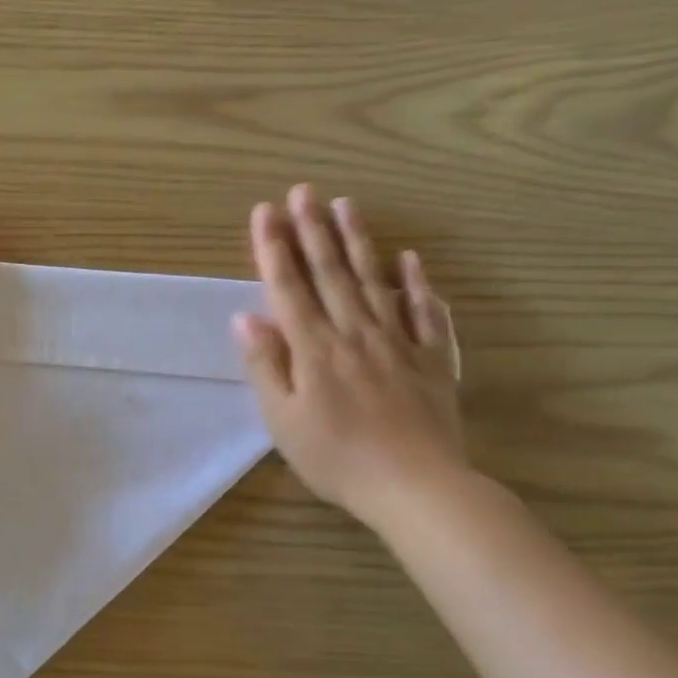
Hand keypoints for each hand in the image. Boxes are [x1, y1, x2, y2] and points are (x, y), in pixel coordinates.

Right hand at [233, 184, 465, 527]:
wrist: (415, 487)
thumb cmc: (336, 458)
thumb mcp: (282, 419)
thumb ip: (266, 364)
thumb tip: (246, 316)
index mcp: (314, 349)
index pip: (288, 287)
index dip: (274, 248)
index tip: (265, 212)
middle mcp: (354, 333)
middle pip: (330, 273)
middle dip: (312, 230)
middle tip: (303, 190)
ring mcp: (397, 342)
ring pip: (374, 281)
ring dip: (358, 242)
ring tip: (346, 204)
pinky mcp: (432, 359)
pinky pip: (425, 313)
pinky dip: (417, 284)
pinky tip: (410, 260)